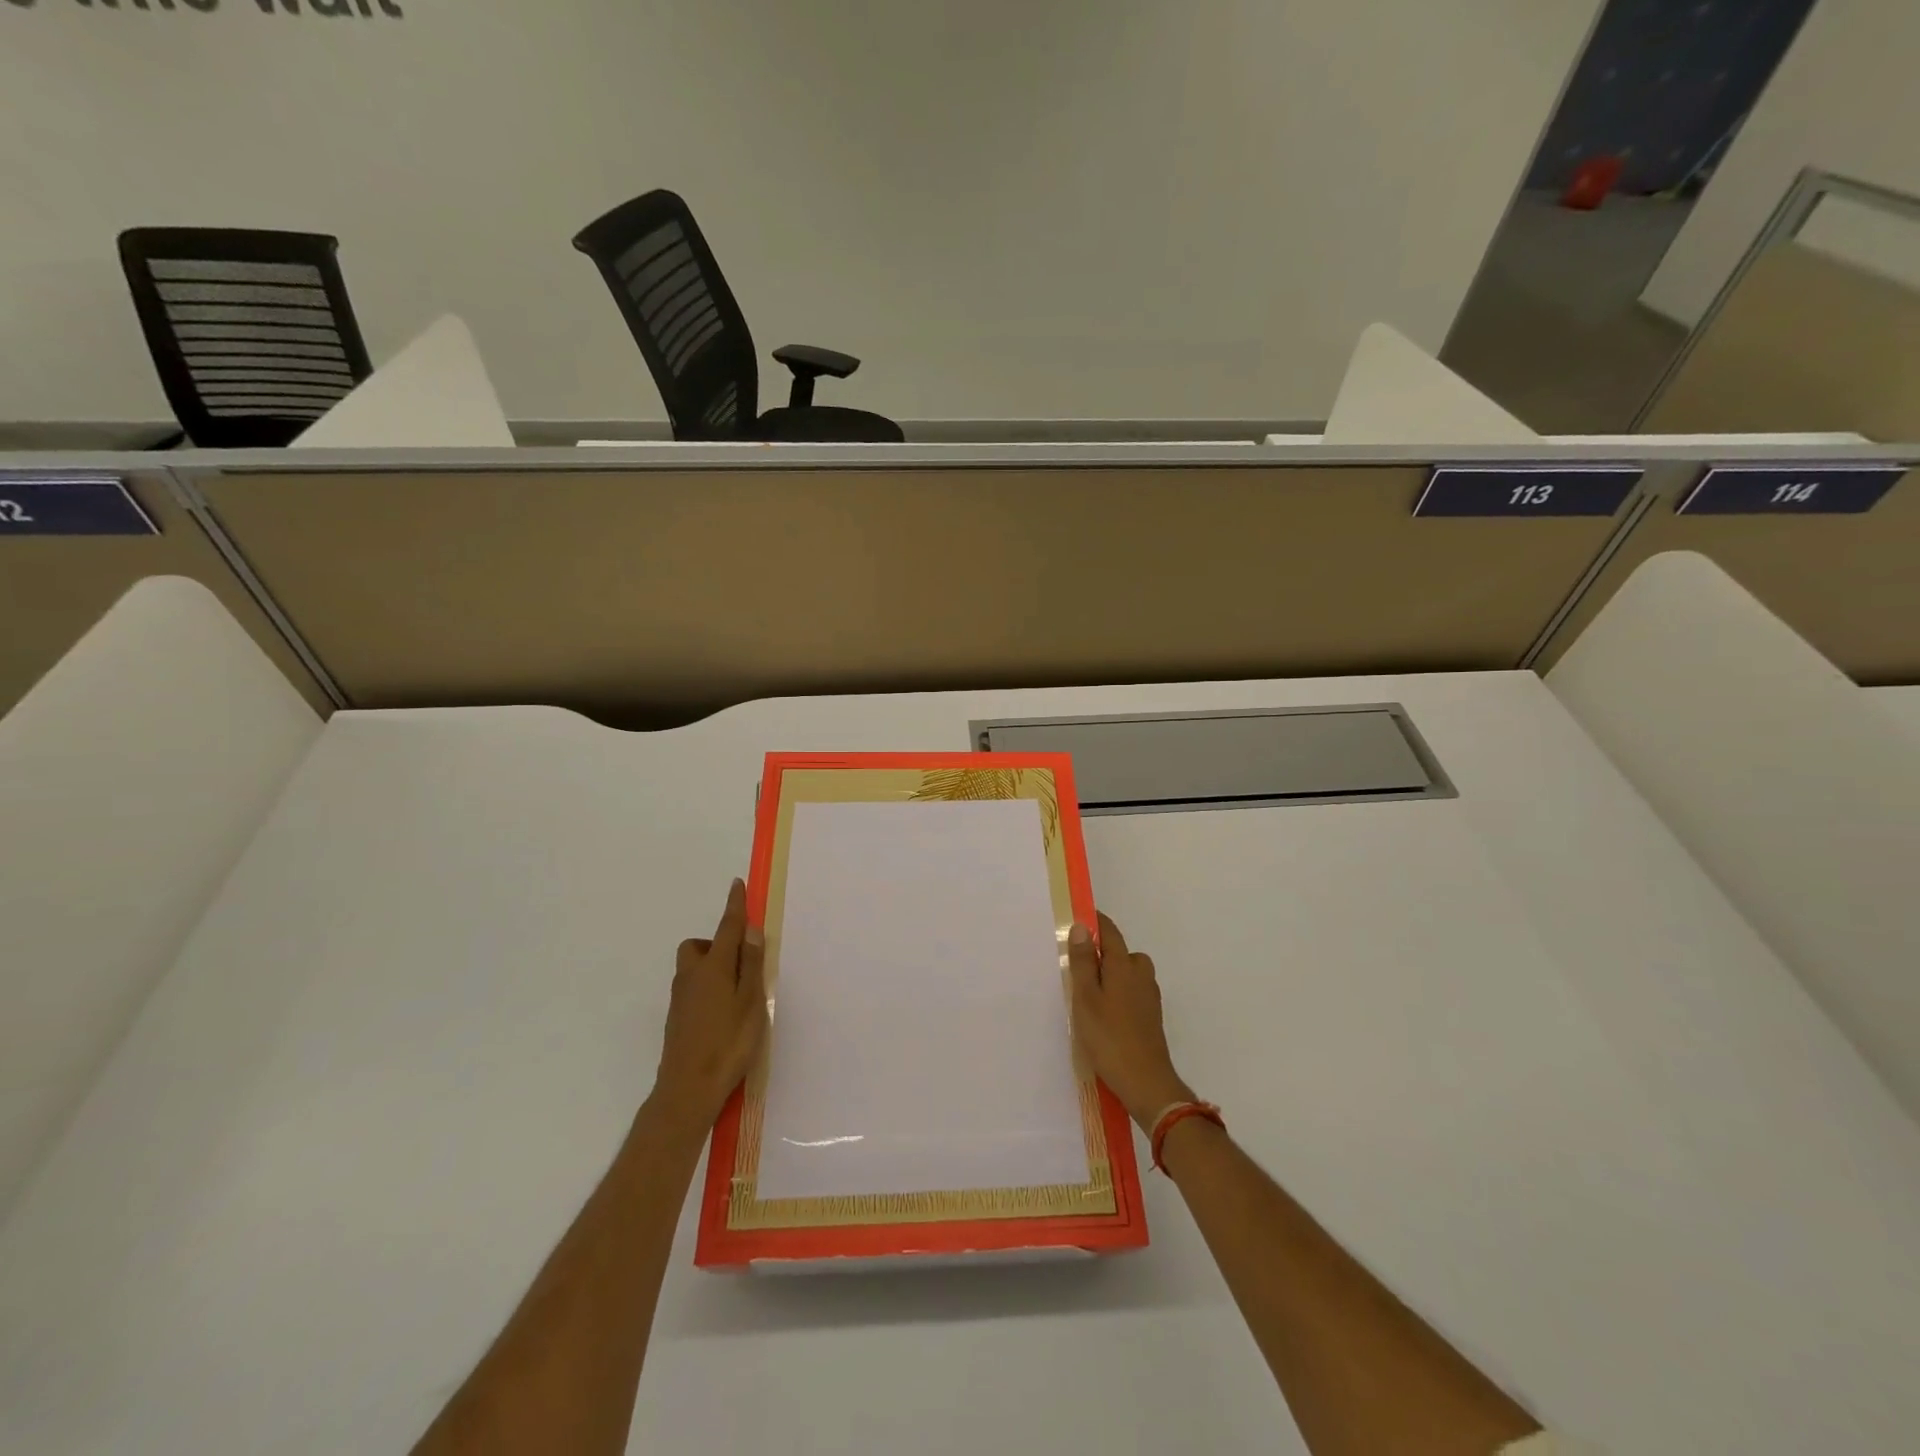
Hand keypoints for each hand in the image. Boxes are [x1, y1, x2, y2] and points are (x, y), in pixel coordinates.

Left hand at [652, 878, 768, 1131]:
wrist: (688, 1089)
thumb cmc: (728, 1043)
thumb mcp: (750, 1002)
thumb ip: (750, 965)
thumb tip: (749, 931)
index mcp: (714, 967)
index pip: (727, 928)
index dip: (734, 906)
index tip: (737, 884)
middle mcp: (692, 976)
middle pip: (699, 946)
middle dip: (716, 943)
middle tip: (740, 962)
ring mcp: (680, 998)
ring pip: (693, 968)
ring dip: (712, 966)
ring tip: (737, 991)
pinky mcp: (677, 1018)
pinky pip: (692, 988)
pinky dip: (707, 987)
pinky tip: (723, 1013)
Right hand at [1068, 912, 1193, 1131]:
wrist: (1146, 1083)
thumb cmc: (1109, 1037)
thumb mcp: (1086, 998)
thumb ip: (1082, 962)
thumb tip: (1081, 926)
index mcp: (1124, 965)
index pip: (1110, 932)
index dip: (1094, 922)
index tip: (1076, 919)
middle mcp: (1141, 975)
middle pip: (1121, 952)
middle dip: (1102, 951)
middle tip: (1076, 964)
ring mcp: (1149, 997)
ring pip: (1128, 973)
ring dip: (1111, 974)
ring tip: (1088, 992)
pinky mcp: (1151, 1017)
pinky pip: (1132, 991)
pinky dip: (1118, 993)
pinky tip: (1105, 1012)